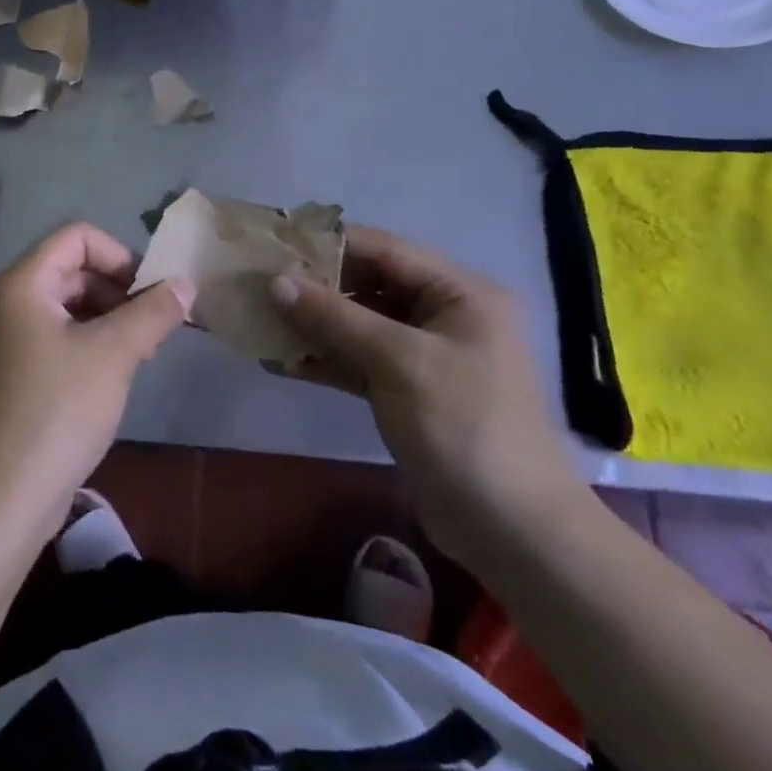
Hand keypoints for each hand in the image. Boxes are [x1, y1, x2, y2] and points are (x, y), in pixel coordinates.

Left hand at [0, 223, 194, 536]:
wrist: (1, 496)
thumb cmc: (56, 411)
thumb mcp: (114, 354)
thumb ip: (153, 312)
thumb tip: (185, 284)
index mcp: (22, 284)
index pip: (77, 237)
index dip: (120, 255)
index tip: (151, 292)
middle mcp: (8, 302)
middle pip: (72, 269)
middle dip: (119, 289)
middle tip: (155, 324)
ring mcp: (8, 339)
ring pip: (68, 306)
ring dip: (109, 317)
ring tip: (141, 350)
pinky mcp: (15, 373)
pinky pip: (58, 337)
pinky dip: (91, 342)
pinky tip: (116, 373)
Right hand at [270, 226, 585, 560]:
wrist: (510, 528)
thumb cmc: (463, 425)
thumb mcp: (398, 360)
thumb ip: (335, 317)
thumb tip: (276, 282)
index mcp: (460, 294)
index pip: (386, 250)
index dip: (331, 243)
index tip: (278, 241)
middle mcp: (444, 316)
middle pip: (371, 285)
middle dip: (317, 285)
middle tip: (261, 282)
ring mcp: (425, 356)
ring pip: (360, 325)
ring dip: (314, 324)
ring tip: (261, 317)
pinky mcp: (407, 392)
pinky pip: (359, 362)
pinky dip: (325, 359)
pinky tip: (280, 360)